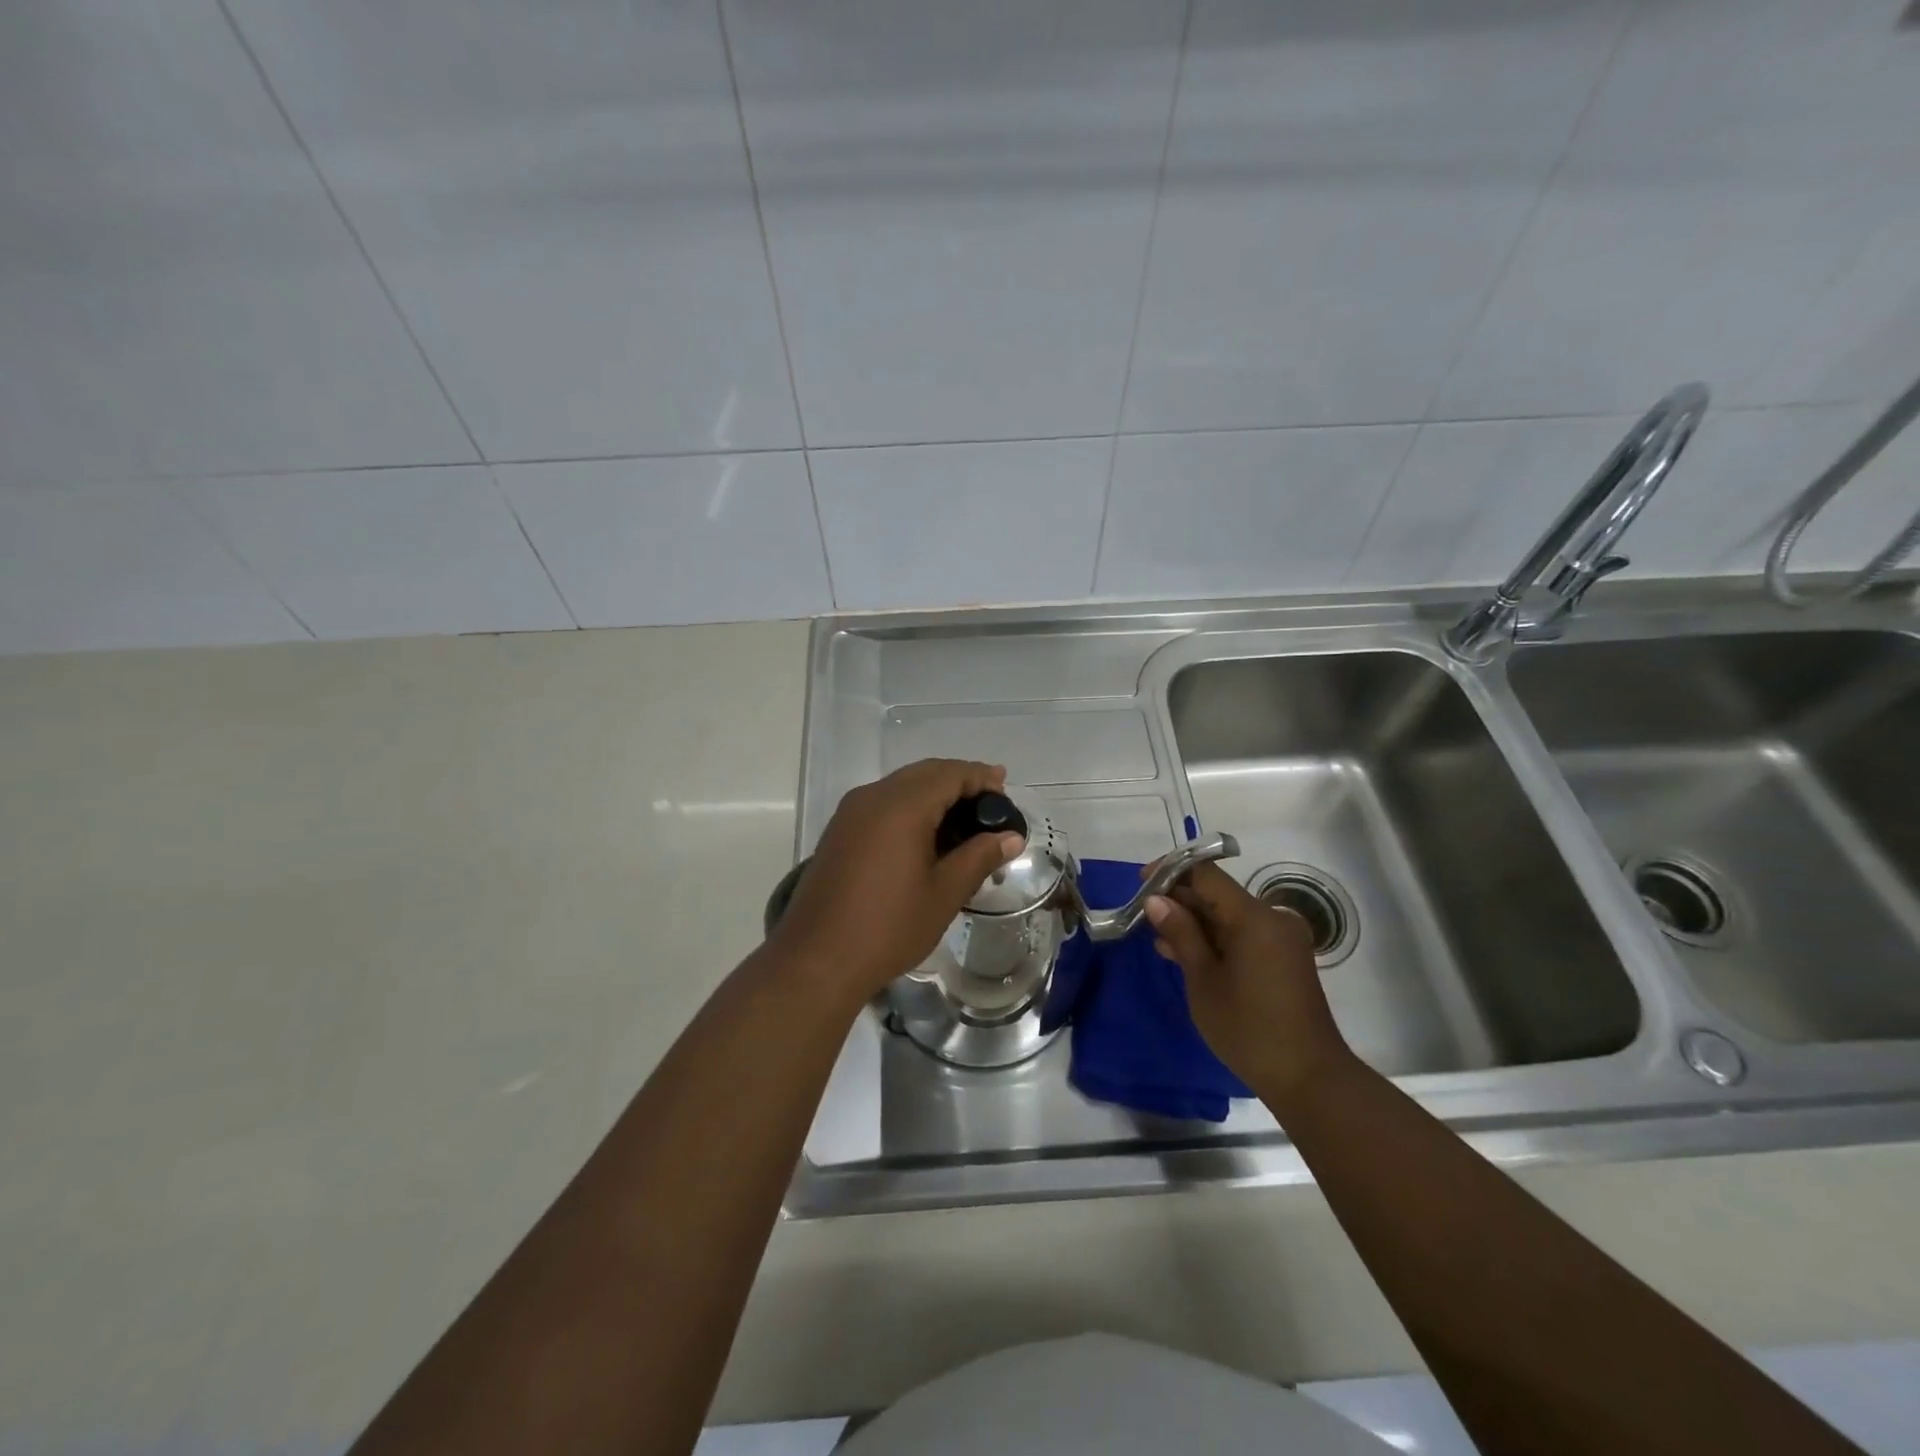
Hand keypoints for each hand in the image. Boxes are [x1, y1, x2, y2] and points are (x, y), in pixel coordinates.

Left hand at [771, 759, 1024, 1001]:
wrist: (816, 959)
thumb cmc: (888, 927)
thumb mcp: (944, 894)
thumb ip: (979, 857)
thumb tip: (1011, 837)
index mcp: (901, 807)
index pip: (948, 774)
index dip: (979, 776)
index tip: (1004, 785)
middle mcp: (873, 797)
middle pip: (923, 773)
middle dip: (958, 780)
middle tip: (989, 801)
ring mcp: (850, 813)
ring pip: (900, 785)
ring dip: (933, 792)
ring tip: (963, 817)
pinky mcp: (839, 831)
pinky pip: (882, 802)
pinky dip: (909, 805)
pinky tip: (925, 833)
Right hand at [1145, 862, 1352, 1099]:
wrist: (1309, 1078)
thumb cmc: (1248, 1028)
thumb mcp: (1203, 980)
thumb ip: (1180, 934)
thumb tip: (1155, 900)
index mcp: (1254, 917)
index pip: (1206, 875)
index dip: (1171, 872)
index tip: (1140, 883)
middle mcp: (1272, 918)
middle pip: (1218, 893)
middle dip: (1180, 900)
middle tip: (1144, 917)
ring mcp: (1281, 938)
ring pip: (1229, 915)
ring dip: (1195, 922)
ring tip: (1159, 939)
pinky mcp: (1284, 957)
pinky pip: (1243, 934)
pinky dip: (1216, 939)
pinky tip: (1187, 954)